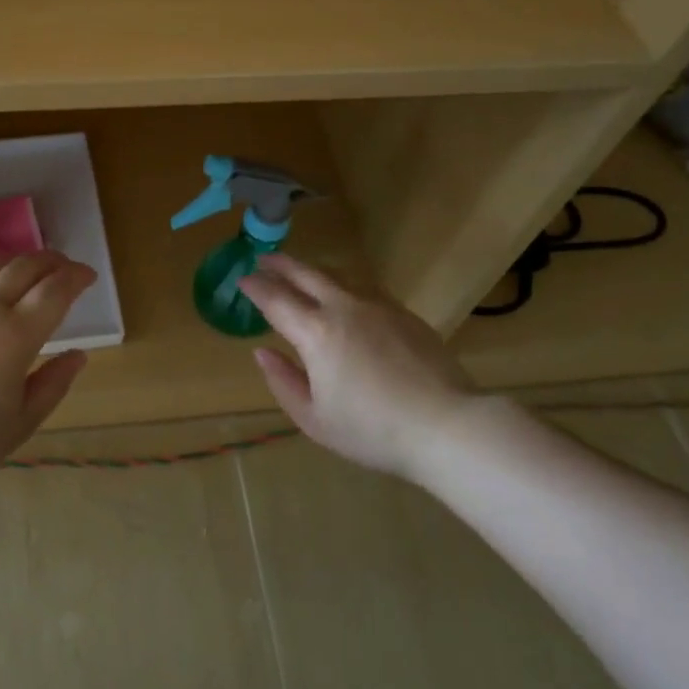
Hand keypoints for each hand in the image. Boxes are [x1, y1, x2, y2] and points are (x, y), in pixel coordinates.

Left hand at [0, 251, 95, 487]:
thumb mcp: (17, 425)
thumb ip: (52, 385)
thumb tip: (78, 355)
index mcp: (15, 336)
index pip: (55, 290)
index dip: (76, 277)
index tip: (87, 276)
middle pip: (26, 267)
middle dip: (53, 262)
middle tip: (65, 269)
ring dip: (19, 262)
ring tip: (30, 270)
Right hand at [238, 254, 477, 479]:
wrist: (446, 425)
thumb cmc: (372, 430)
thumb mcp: (315, 419)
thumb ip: (284, 382)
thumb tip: (262, 352)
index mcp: (316, 333)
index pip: (276, 300)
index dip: (256, 287)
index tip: (242, 279)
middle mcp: (344, 309)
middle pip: (307, 275)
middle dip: (282, 264)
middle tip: (265, 259)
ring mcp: (378, 306)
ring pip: (338, 276)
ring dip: (313, 271)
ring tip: (301, 272)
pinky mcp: (404, 314)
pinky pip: (365, 289)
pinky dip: (344, 285)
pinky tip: (345, 295)